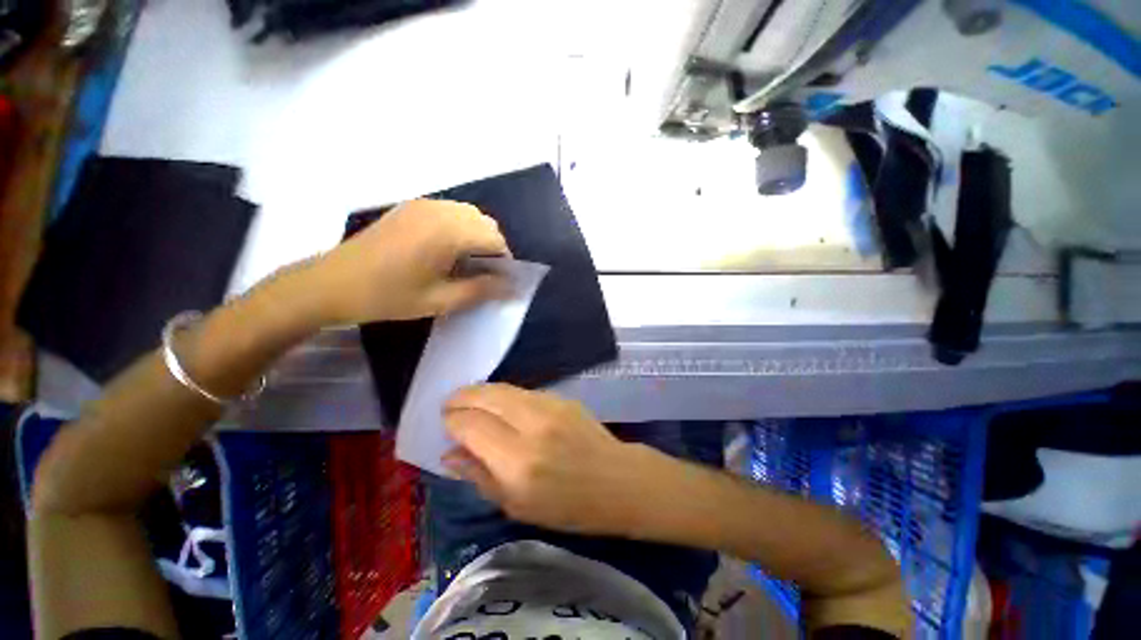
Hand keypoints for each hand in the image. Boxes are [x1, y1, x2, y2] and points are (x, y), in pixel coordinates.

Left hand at [304, 200, 510, 324]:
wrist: (332, 283)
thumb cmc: (388, 296)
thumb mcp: (440, 301)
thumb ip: (481, 290)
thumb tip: (510, 287)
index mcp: (448, 232)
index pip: (495, 238)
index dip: (503, 261)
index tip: (497, 281)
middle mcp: (440, 211)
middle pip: (484, 222)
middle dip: (492, 247)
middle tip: (481, 274)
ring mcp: (423, 205)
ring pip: (469, 214)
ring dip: (476, 235)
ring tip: (464, 262)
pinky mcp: (410, 207)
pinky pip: (450, 211)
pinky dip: (459, 227)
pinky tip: (445, 249)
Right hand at [443, 384, 673, 535]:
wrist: (616, 480)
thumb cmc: (568, 506)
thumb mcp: (516, 506)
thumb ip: (479, 476)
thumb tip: (449, 453)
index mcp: (518, 462)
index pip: (472, 427)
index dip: (453, 421)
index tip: (445, 423)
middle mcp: (532, 426)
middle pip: (486, 397)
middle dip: (462, 397)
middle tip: (449, 403)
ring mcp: (550, 407)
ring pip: (504, 388)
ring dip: (481, 391)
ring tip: (469, 399)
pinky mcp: (562, 398)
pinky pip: (523, 391)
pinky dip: (505, 394)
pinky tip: (500, 402)